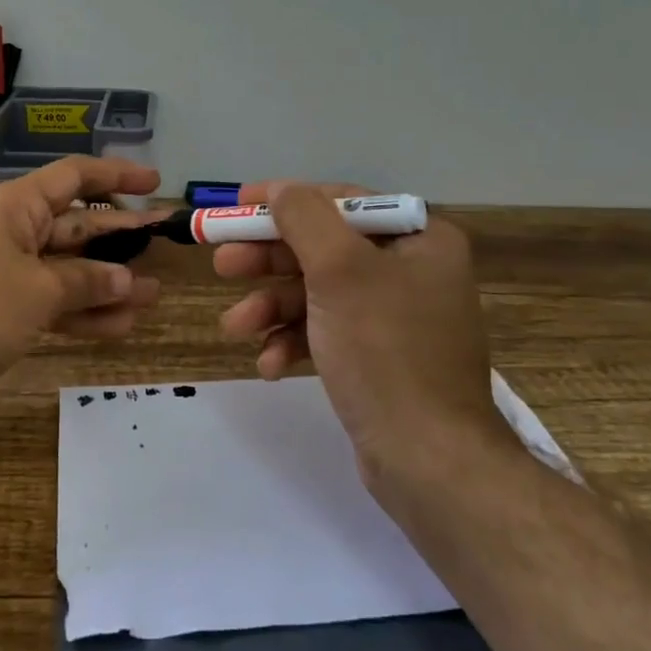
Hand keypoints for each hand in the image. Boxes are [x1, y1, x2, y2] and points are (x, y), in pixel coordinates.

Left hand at [0, 156, 163, 413]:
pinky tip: (122, 325)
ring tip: (153, 294)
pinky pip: (54, 299)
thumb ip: (88, 281)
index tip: (155, 182)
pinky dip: (83, 311)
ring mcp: (9, 269)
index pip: (75, 176)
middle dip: (120, 236)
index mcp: (18, 207)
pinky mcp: (5, 305)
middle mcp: (15, 230)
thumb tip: (128, 279)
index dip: (117, 175)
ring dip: (108, 281)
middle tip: (164, 241)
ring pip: (70, 267)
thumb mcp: (39, 291)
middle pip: (78, 225)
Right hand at [216, 181, 502, 469]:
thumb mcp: (340, 270)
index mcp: (419, 240)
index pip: (341, 202)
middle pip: (323, 248)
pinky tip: (268, 364)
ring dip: (272, 307)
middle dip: (269, 260)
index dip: (285, 200)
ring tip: (234, 327)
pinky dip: (294, 342)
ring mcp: (394, 318)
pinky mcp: (378, 358)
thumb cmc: (385, 351)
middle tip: (222, 264)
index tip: (237, 204)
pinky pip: (327, 333)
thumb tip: (279, 189)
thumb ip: (304, 219)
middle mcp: (411, 271)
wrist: (428, 461)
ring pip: (318, 294)